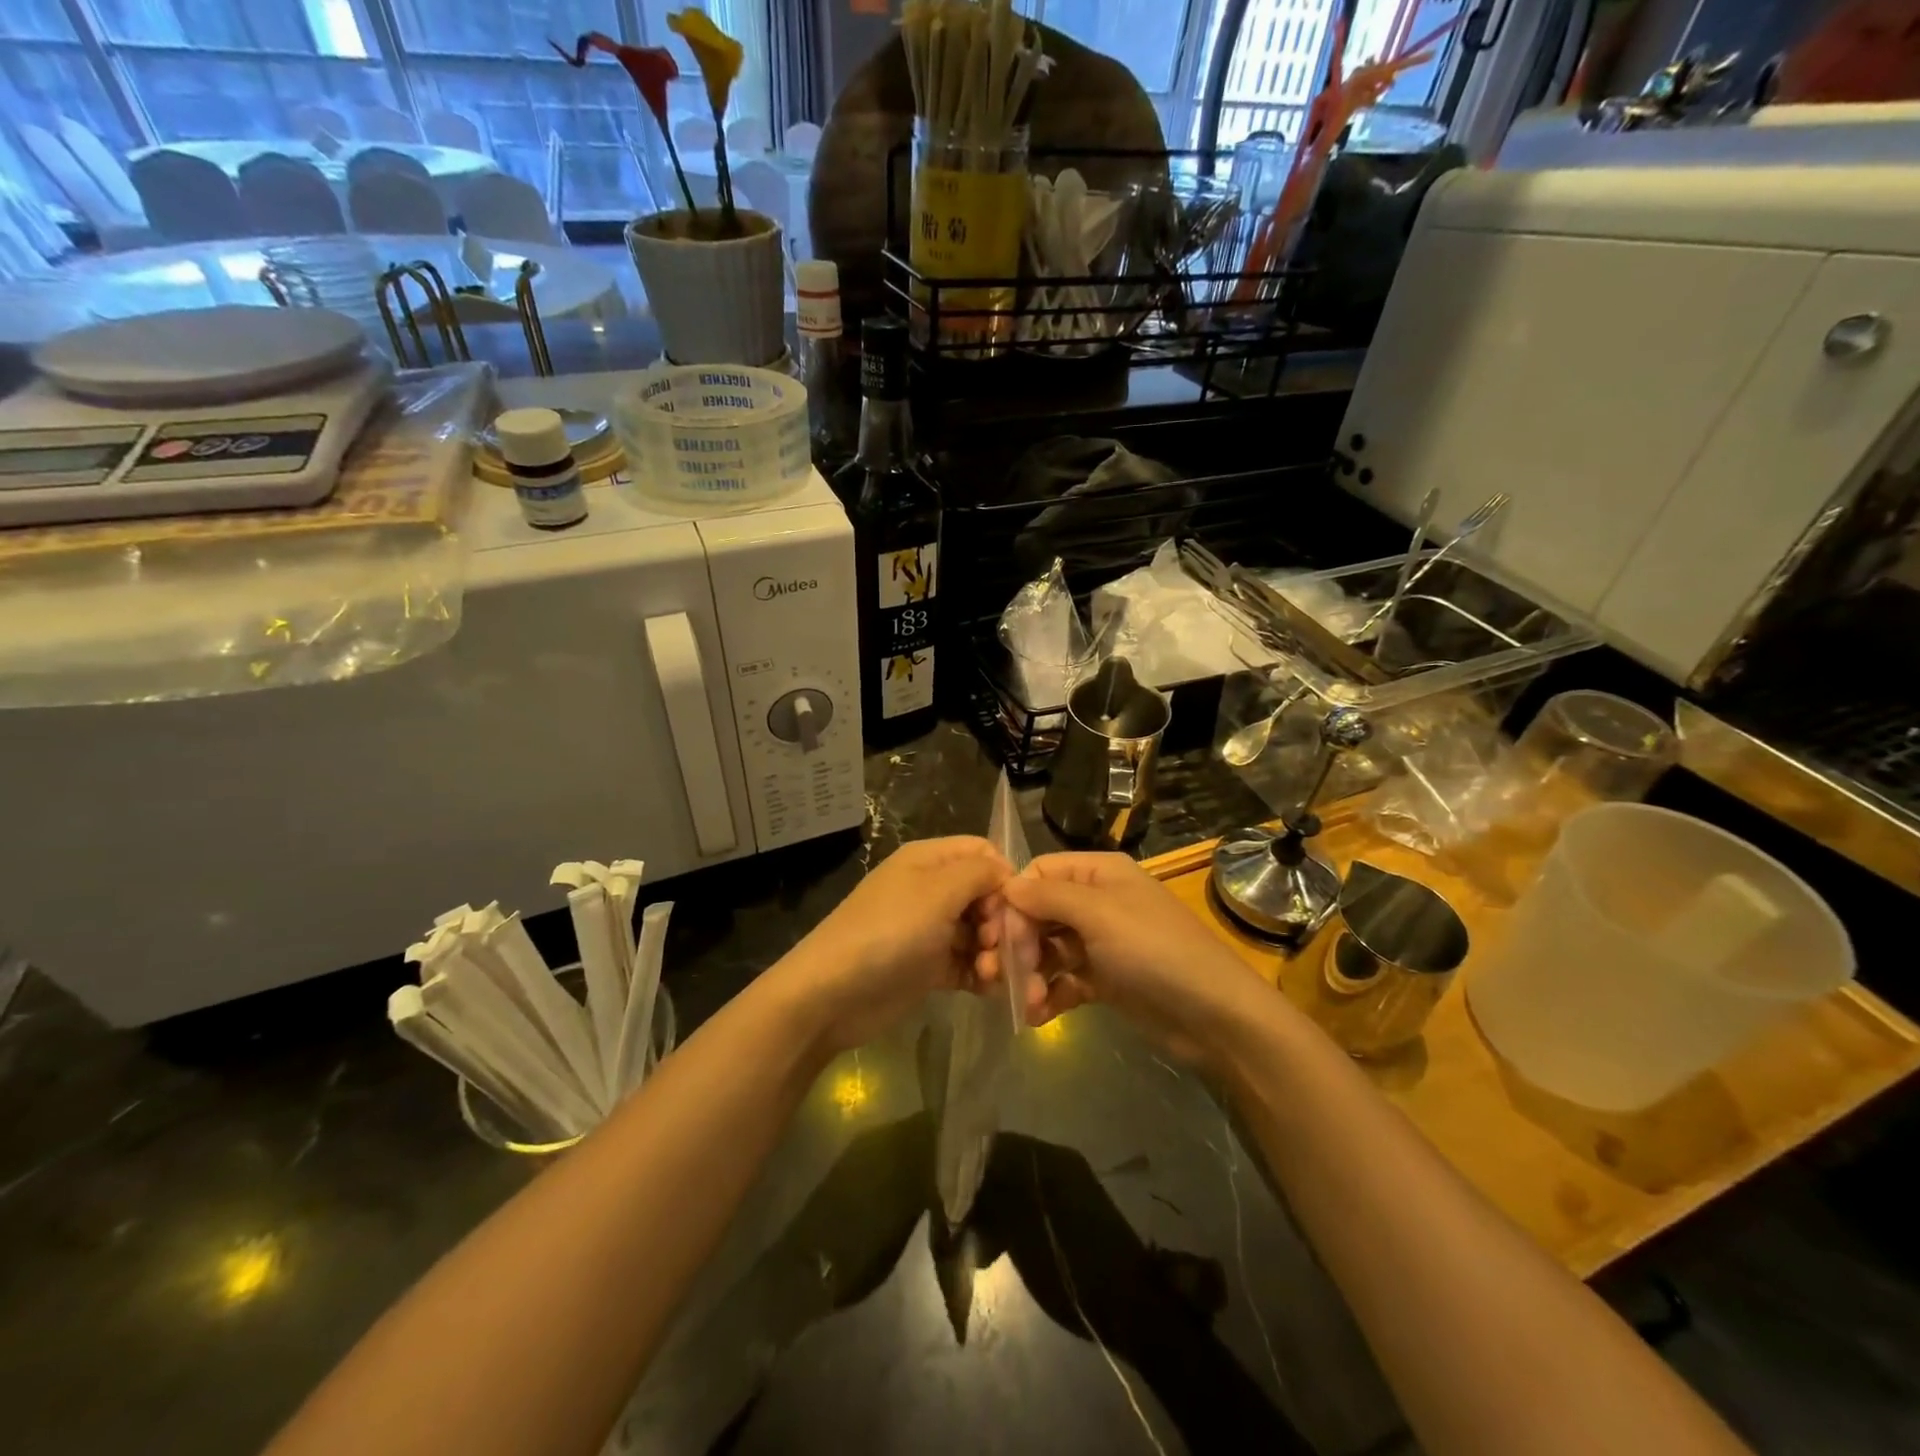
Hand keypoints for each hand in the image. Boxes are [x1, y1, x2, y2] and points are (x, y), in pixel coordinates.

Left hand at [774, 836, 1010, 1054]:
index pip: (982, 853)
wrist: (833, 994)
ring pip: (979, 932)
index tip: (1016, 908)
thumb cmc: (889, 932)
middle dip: (1002, 921)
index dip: (1004, 876)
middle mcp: (931, 890)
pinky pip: (967, 963)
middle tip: (1001, 947)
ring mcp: (929, 930)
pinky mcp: (928, 967)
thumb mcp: (937, 892)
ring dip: (995, 952)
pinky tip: (989, 988)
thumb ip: (979, 873)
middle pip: (985, 895)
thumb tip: (1006, 874)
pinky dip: (981, 974)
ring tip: (991, 973)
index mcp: (929, 861)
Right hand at [977, 853, 1267, 1061]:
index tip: (997, 936)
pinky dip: (1049, 995)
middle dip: (1019, 944)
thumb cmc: (1155, 951)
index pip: (1039, 874)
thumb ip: (1049, 897)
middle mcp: (1097, 902)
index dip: (1014, 901)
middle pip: (1039, 913)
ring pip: (1048, 950)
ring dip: (1030, 974)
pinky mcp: (1105, 980)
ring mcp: (1101, 942)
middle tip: (1003, 977)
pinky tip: (1037, 1016)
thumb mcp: (1100, 914)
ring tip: (1026, 1003)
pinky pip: (1064, 980)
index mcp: (1099, 872)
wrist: (1215, 1015)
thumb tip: (1006, 885)